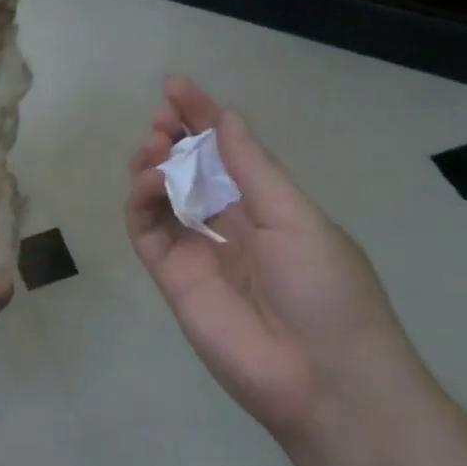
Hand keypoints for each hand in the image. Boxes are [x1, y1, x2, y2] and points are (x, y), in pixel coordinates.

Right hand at [126, 76, 421, 441]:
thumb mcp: (297, 216)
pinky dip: (141, 200)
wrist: (322, 379)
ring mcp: (198, 251)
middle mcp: (230, 225)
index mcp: (269, 208)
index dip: (202, 117)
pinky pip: (147, 230)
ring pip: (161, 196)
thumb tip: (226, 118)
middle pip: (189, 170)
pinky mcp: (171, 277)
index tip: (175, 86)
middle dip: (173, 137)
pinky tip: (151, 181)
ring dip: (153, 164)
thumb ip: (252, 167)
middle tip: (162, 119)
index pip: (227, 153)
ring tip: (155, 147)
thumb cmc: (326, 289)